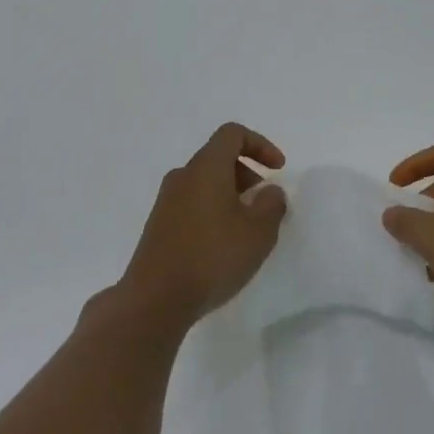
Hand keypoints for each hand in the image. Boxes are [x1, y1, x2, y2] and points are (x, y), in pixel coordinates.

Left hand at [119, 124, 288, 328]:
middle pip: (218, 158)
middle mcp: (182, 176)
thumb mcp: (258, 232)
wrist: (155, 299)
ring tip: (246, 229)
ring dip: (231, 195)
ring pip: (205, 183)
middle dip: (247, 174)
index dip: (260, 144)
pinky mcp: (158, 226)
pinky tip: (222, 245)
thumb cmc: (212, 257)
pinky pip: (192, 204)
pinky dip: (213, 211)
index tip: (278, 169)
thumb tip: (269, 191)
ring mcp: (166, 201)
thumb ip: (272, 205)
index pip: (232, 134)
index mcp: (206, 168)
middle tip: (264, 204)